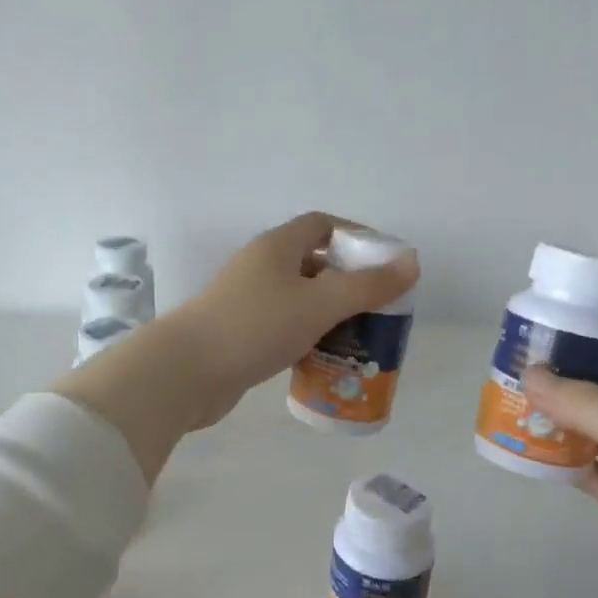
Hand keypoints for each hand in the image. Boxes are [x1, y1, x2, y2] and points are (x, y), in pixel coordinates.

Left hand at [58, 213, 417, 481]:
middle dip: (349, 281)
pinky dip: (308, 336)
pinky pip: (285, 326)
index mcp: (277, 247)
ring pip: (300, 299)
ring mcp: (248, 301)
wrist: (186, 371)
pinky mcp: (241, 333)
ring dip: (330, 313)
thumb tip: (412, 263)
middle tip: (379, 307)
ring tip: (361, 336)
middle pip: (314, 263)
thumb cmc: (255, 326)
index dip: (357, 237)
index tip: (386, 263)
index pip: (323, 225)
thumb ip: (367, 286)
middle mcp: (261, 267)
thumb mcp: (318, 304)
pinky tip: (326, 358)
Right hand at [521, 336, 597, 597]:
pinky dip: (563, 462)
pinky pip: (593, 472)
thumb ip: (590, 407)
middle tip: (515, 369)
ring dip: (560, 421)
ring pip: (597, 433)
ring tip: (510, 406)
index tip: (548, 331)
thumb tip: (532, 373)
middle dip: (569, 380)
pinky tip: (528, 454)